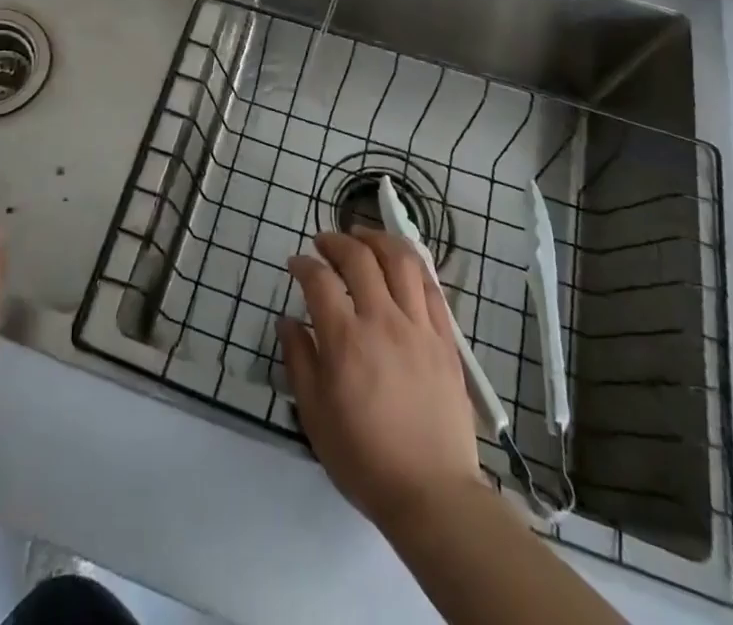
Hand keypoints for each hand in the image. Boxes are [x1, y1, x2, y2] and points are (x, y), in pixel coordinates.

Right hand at [279, 231, 485, 532]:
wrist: (433, 494)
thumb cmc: (365, 459)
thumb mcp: (315, 416)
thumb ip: (298, 360)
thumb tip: (287, 321)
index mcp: (346, 340)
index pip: (319, 280)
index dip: (303, 264)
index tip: (295, 264)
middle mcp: (383, 321)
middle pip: (359, 257)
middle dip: (336, 240)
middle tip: (324, 242)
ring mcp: (419, 327)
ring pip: (401, 259)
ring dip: (377, 239)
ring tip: (363, 238)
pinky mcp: (445, 339)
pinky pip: (430, 286)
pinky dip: (412, 265)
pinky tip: (400, 264)